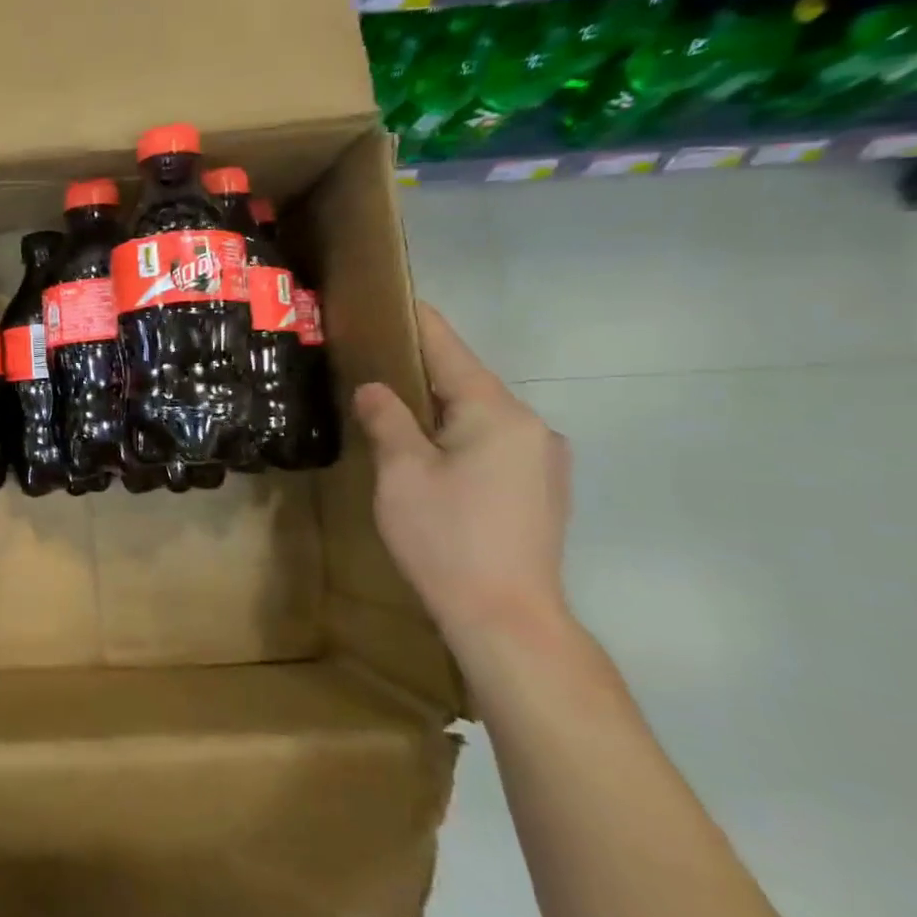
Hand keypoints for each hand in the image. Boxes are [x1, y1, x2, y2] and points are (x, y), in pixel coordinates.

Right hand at [352, 303, 571, 650]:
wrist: (507, 617)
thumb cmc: (447, 537)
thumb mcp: (402, 473)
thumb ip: (388, 420)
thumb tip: (374, 389)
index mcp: (497, 414)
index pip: (451, 351)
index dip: (419, 323)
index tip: (395, 298)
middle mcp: (531, 427)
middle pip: (467, 382)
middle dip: (422, 369)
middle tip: (373, 359)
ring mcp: (542, 461)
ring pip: (480, 416)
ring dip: (438, 407)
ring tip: (393, 407)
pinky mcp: (540, 490)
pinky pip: (492, 443)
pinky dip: (457, 434)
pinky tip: (429, 453)